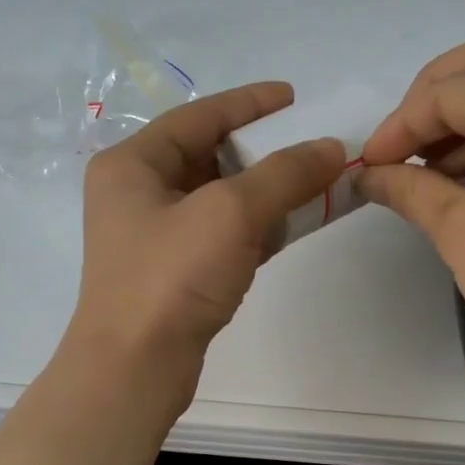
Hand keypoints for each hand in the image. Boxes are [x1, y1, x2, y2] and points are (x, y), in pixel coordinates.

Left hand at [66, 83, 344, 401]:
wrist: (135, 367)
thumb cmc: (171, 277)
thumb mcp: (231, 213)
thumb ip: (285, 174)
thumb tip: (332, 148)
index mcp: (132, 164)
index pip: (198, 117)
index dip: (249, 103)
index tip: (294, 96)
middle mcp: (137, 194)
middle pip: (209, 156)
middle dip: (262, 149)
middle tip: (309, 144)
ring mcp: (154, 237)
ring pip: (219, 199)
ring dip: (265, 190)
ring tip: (312, 181)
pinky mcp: (173, 273)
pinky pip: (222, 235)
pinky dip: (257, 226)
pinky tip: (292, 224)